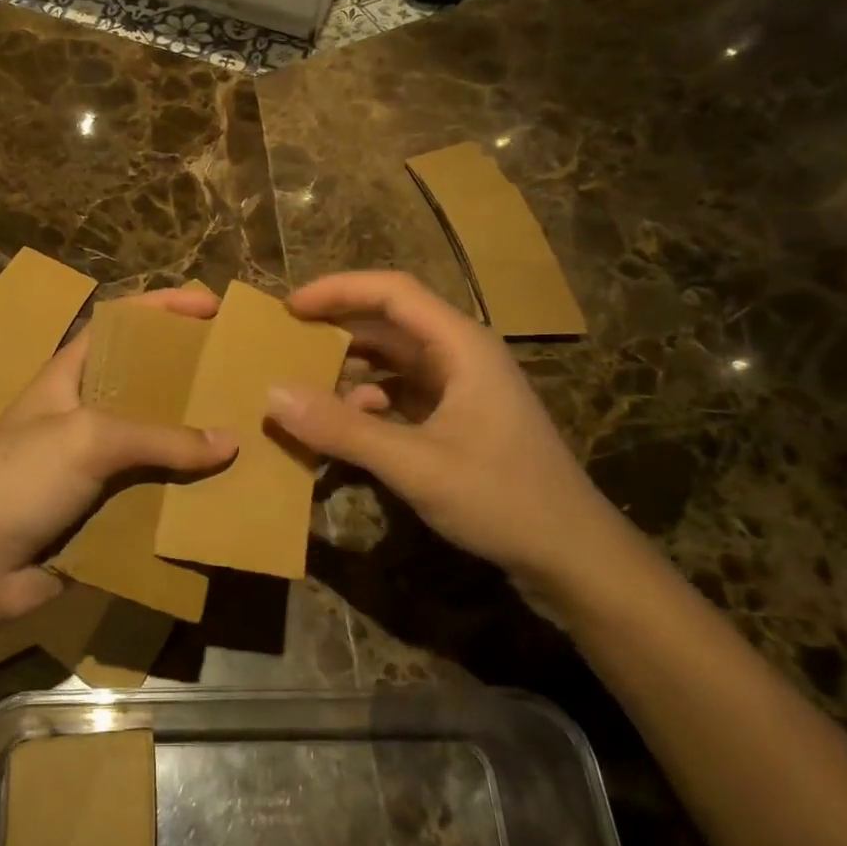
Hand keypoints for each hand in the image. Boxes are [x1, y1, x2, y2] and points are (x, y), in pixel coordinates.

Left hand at [0, 285, 237, 621]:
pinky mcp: (99, 509)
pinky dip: (180, 491)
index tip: (211, 306)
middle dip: (187, 377)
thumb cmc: (19, 480)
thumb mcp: (88, 440)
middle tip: (237, 376)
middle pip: (143, 383)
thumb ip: (160, 438)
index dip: (162, 308)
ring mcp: (89, 464)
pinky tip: (220, 491)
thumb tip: (229, 443)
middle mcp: (82, 413)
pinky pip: (149, 491)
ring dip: (191, 440)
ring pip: (152, 442)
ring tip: (245, 433)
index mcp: (69, 376)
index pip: (119, 325)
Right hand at [264, 271, 627, 588]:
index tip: (290, 308)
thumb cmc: (502, 498)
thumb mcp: (415, 464)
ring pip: (394, 360)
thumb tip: (273, 395)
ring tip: (306, 386)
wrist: (573, 555)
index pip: (392, 292)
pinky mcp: (458, 419)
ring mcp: (461, 388)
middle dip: (338, 329)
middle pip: (390, 323)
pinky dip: (368, 402)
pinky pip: (402, 394)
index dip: (338, 290)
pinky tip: (347, 427)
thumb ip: (343, 429)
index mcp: (461, 345)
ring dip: (351, 369)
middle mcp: (461, 355)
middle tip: (287, 344)